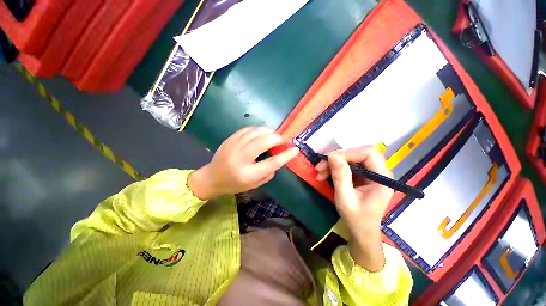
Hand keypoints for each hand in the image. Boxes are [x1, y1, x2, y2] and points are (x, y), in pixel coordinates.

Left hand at [188, 127, 298, 199]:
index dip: (286, 155)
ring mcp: (233, 146)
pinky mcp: (229, 139)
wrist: (212, 178)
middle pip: (264, 142)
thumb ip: (268, 172)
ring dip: (268, 131)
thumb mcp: (254, 184)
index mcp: (248, 174)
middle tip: (283, 140)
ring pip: (255, 132)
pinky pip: (247, 129)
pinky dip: (257, 129)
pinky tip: (262, 133)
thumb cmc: (235, 184)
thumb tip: (279, 158)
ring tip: (274, 135)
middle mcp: (240, 158)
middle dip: (277, 138)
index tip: (295, 149)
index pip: (272, 163)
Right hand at [315, 146, 393, 270]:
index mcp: (382, 178)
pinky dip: (333, 168)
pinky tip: (323, 175)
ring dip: (332, 164)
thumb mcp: (345, 199)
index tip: (329, 160)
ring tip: (319, 173)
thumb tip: (332, 156)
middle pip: (358, 153)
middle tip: (320, 167)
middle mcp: (378, 171)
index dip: (348, 153)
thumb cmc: (356, 219)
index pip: (368, 153)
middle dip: (337, 158)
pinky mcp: (361, 175)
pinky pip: (346, 165)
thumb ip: (340, 177)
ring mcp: (370, 173)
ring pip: (350, 158)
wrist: (361, 231)